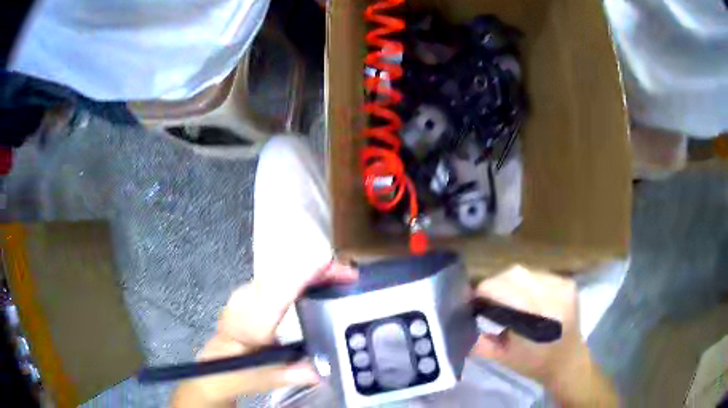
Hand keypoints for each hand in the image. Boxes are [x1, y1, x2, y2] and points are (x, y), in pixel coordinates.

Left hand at [171, 261, 357, 407]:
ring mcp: (246, 294)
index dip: (302, 276)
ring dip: (309, 269)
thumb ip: (285, 374)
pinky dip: (300, 275)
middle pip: (281, 274)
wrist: (214, 364)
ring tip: (339, 275)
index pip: (275, 292)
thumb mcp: (256, 378)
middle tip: (349, 274)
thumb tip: (319, 371)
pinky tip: (317, 281)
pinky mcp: (250, 293)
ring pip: (278, 271)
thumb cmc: (230, 371)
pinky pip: (277, 276)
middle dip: (315, 269)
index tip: (329, 264)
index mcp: (246, 322)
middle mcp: (245, 301)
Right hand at [470, 266, 617, 406]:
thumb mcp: (501, 356)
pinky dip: (525, 282)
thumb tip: (459, 321)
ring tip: (505, 297)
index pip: (502, 288)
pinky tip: (524, 296)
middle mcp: (553, 296)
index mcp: (536, 318)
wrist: (568, 361)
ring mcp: (563, 286)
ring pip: (525, 271)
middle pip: (513, 274)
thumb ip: (479, 340)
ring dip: (509, 282)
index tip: (472, 301)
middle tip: (486, 299)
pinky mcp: (567, 282)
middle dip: (494, 284)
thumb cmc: (533, 363)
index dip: (483, 291)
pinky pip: (538, 274)